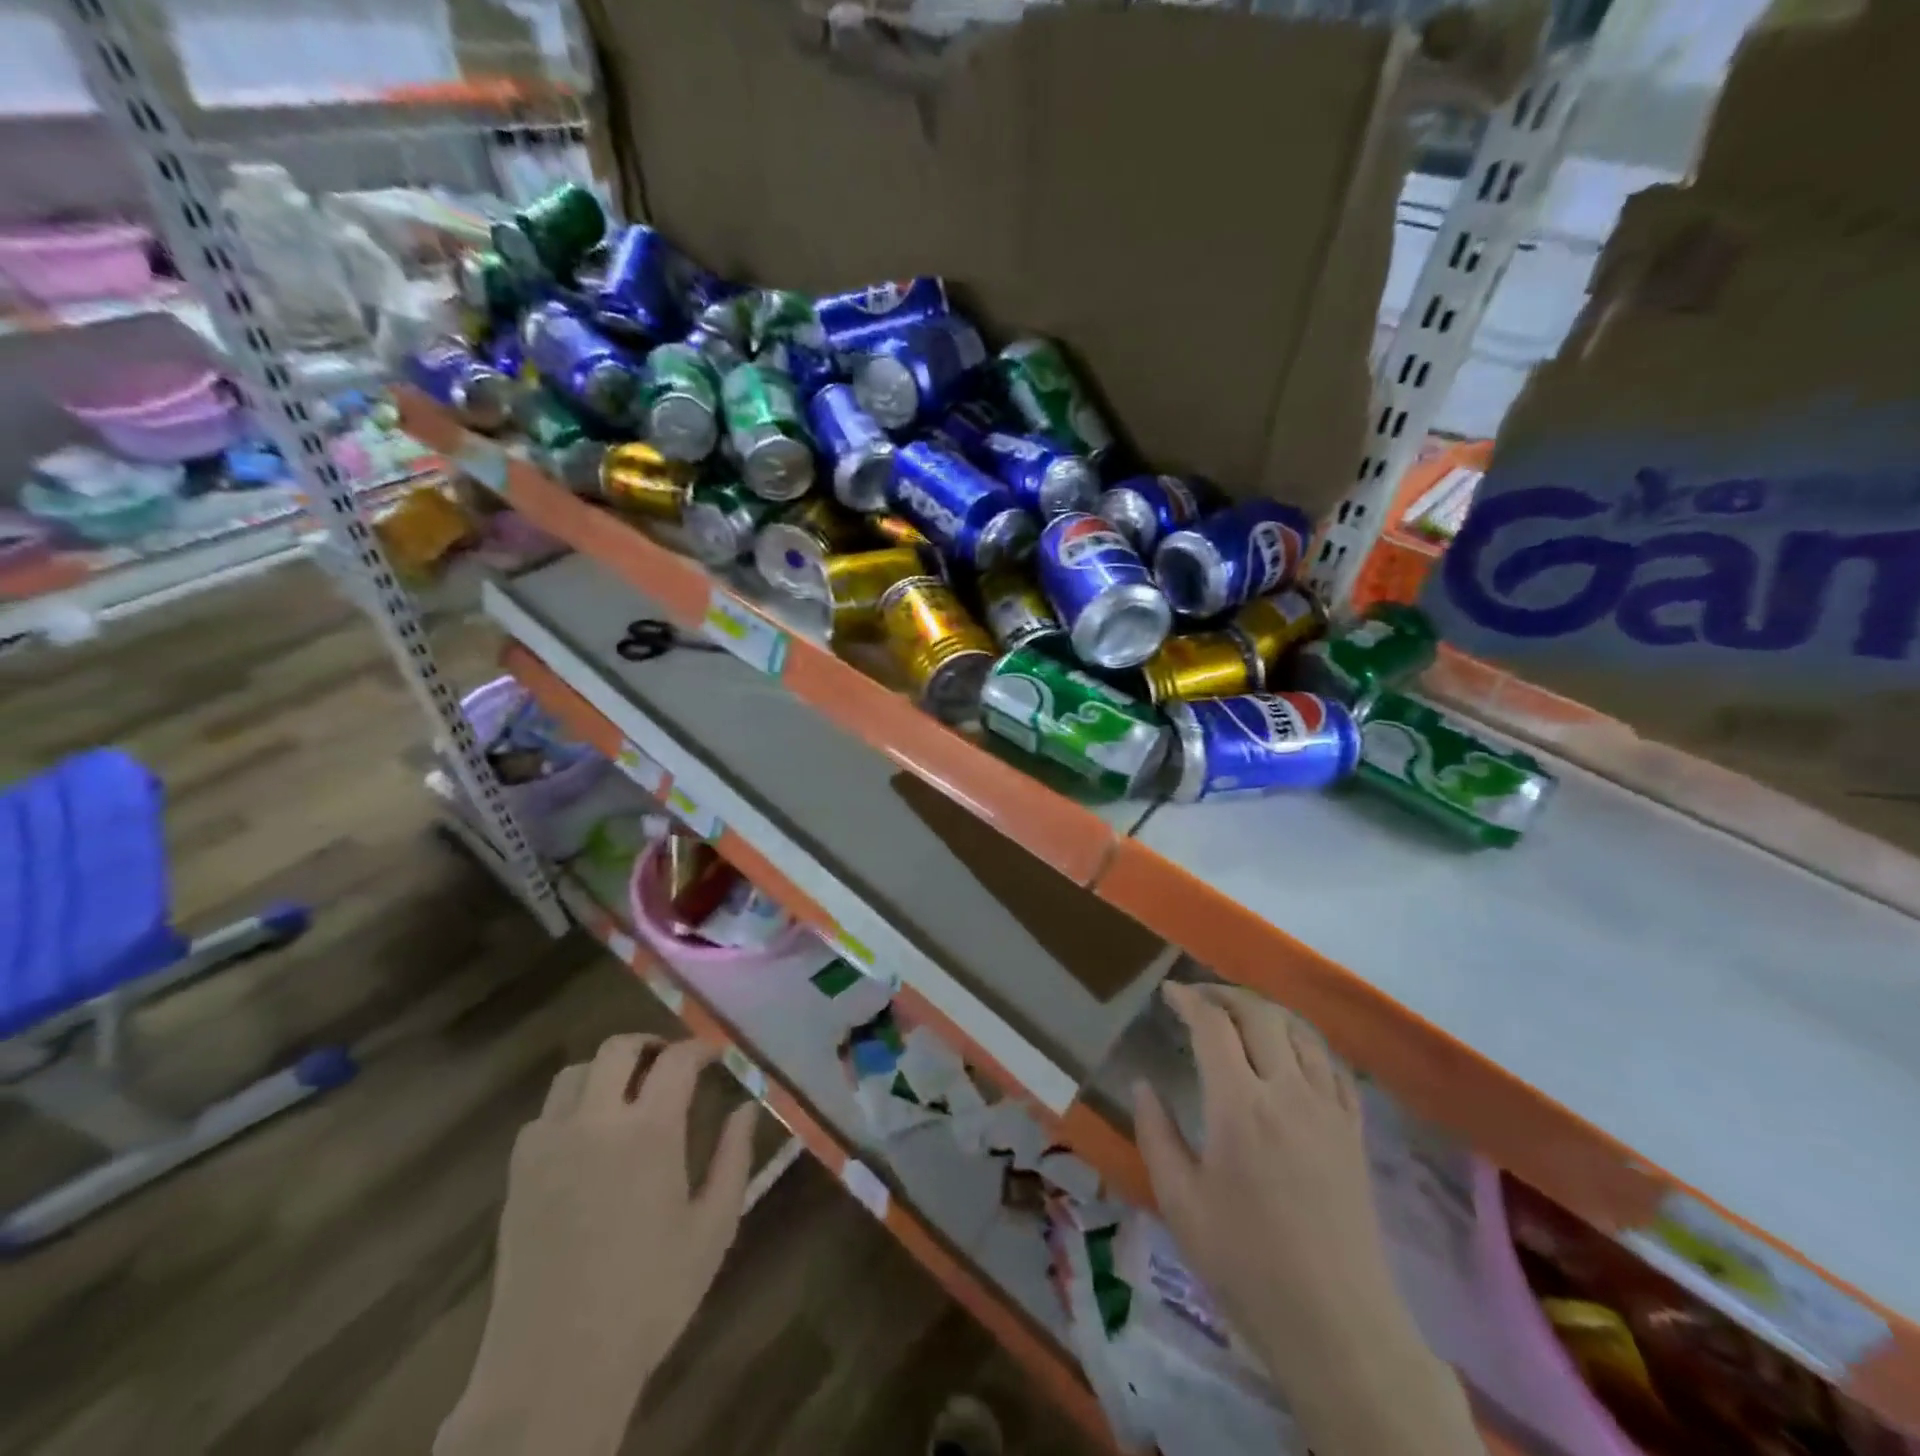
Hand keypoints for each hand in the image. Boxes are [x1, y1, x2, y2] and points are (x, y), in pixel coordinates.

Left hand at [438, 1034, 756, 1455]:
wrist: (555, 1369)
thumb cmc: (649, 1297)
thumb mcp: (712, 1229)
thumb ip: (734, 1158)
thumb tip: (748, 1106)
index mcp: (649, 1132)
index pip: (676, 1060)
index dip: (699, 1048)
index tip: (715, 1054)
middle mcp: (596, 1122)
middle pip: (617, 1049)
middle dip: (649, 1046)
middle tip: (670, 1064)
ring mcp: (550, 1146)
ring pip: (575, 1074)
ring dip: (606, 1071)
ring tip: (627, 1094)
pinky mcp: (519, 1175)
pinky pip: (544, 1116)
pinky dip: (570, 1107)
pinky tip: (586, 1137)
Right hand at [1133, 983, 1481, 1455]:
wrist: (1338, 1326)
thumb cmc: (1246, 1264)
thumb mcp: (1180, 1203)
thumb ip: (1156, 1134)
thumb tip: (1142, 1084)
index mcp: (1239, 1107)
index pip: (1213, 1026)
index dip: (1189, 999)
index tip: (1168, 992)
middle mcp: (1287, 1092)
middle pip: (1260, 1014)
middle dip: (1225, 994)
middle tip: (1198, 997)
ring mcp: (1328, 1110)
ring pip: (1300, 1031)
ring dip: (1266, 1011)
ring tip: (1240, 1015)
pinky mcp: (1354, 1132)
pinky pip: (1332, 1066)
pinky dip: (1304, 1043)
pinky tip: (1290, 1052)